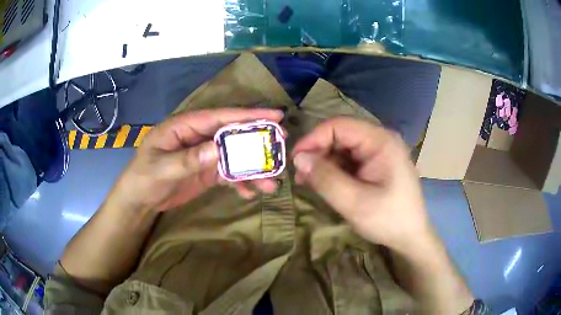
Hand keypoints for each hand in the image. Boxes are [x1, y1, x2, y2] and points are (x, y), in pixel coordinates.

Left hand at [108, 108, 282, 212]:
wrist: (140, 200)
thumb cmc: (144, 178)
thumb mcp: (162, 168)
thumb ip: (189, 158)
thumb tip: (219, 149)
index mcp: (185, 126)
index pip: (219, 117)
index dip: (247, 115)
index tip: (275, 116)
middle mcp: (199, 137)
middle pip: (232, 135)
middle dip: (257, 140)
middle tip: (282, 145)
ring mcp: (204, 154)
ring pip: (234, 157)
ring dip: (252, 169)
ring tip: (270, 183)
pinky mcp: (207, 171)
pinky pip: (228, 174)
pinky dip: (240, 182)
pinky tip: (249, 193)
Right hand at [292, 117, 433, 252]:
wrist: (411, 236)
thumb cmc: (388, 219)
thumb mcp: (354, 202)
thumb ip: (325, 178)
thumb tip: (298, 159)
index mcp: (380, 141)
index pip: (339, 126)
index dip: (313, 139)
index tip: (294, 160)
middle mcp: (380, 140)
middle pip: (340, 135)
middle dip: (317, 153)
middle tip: (300, 175)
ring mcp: (379, 152)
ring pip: (342, 148)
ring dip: (323, 163)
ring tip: (308, 182)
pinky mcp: (376, 164)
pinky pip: (349, 160)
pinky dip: (334, 170)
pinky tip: (323, 184)